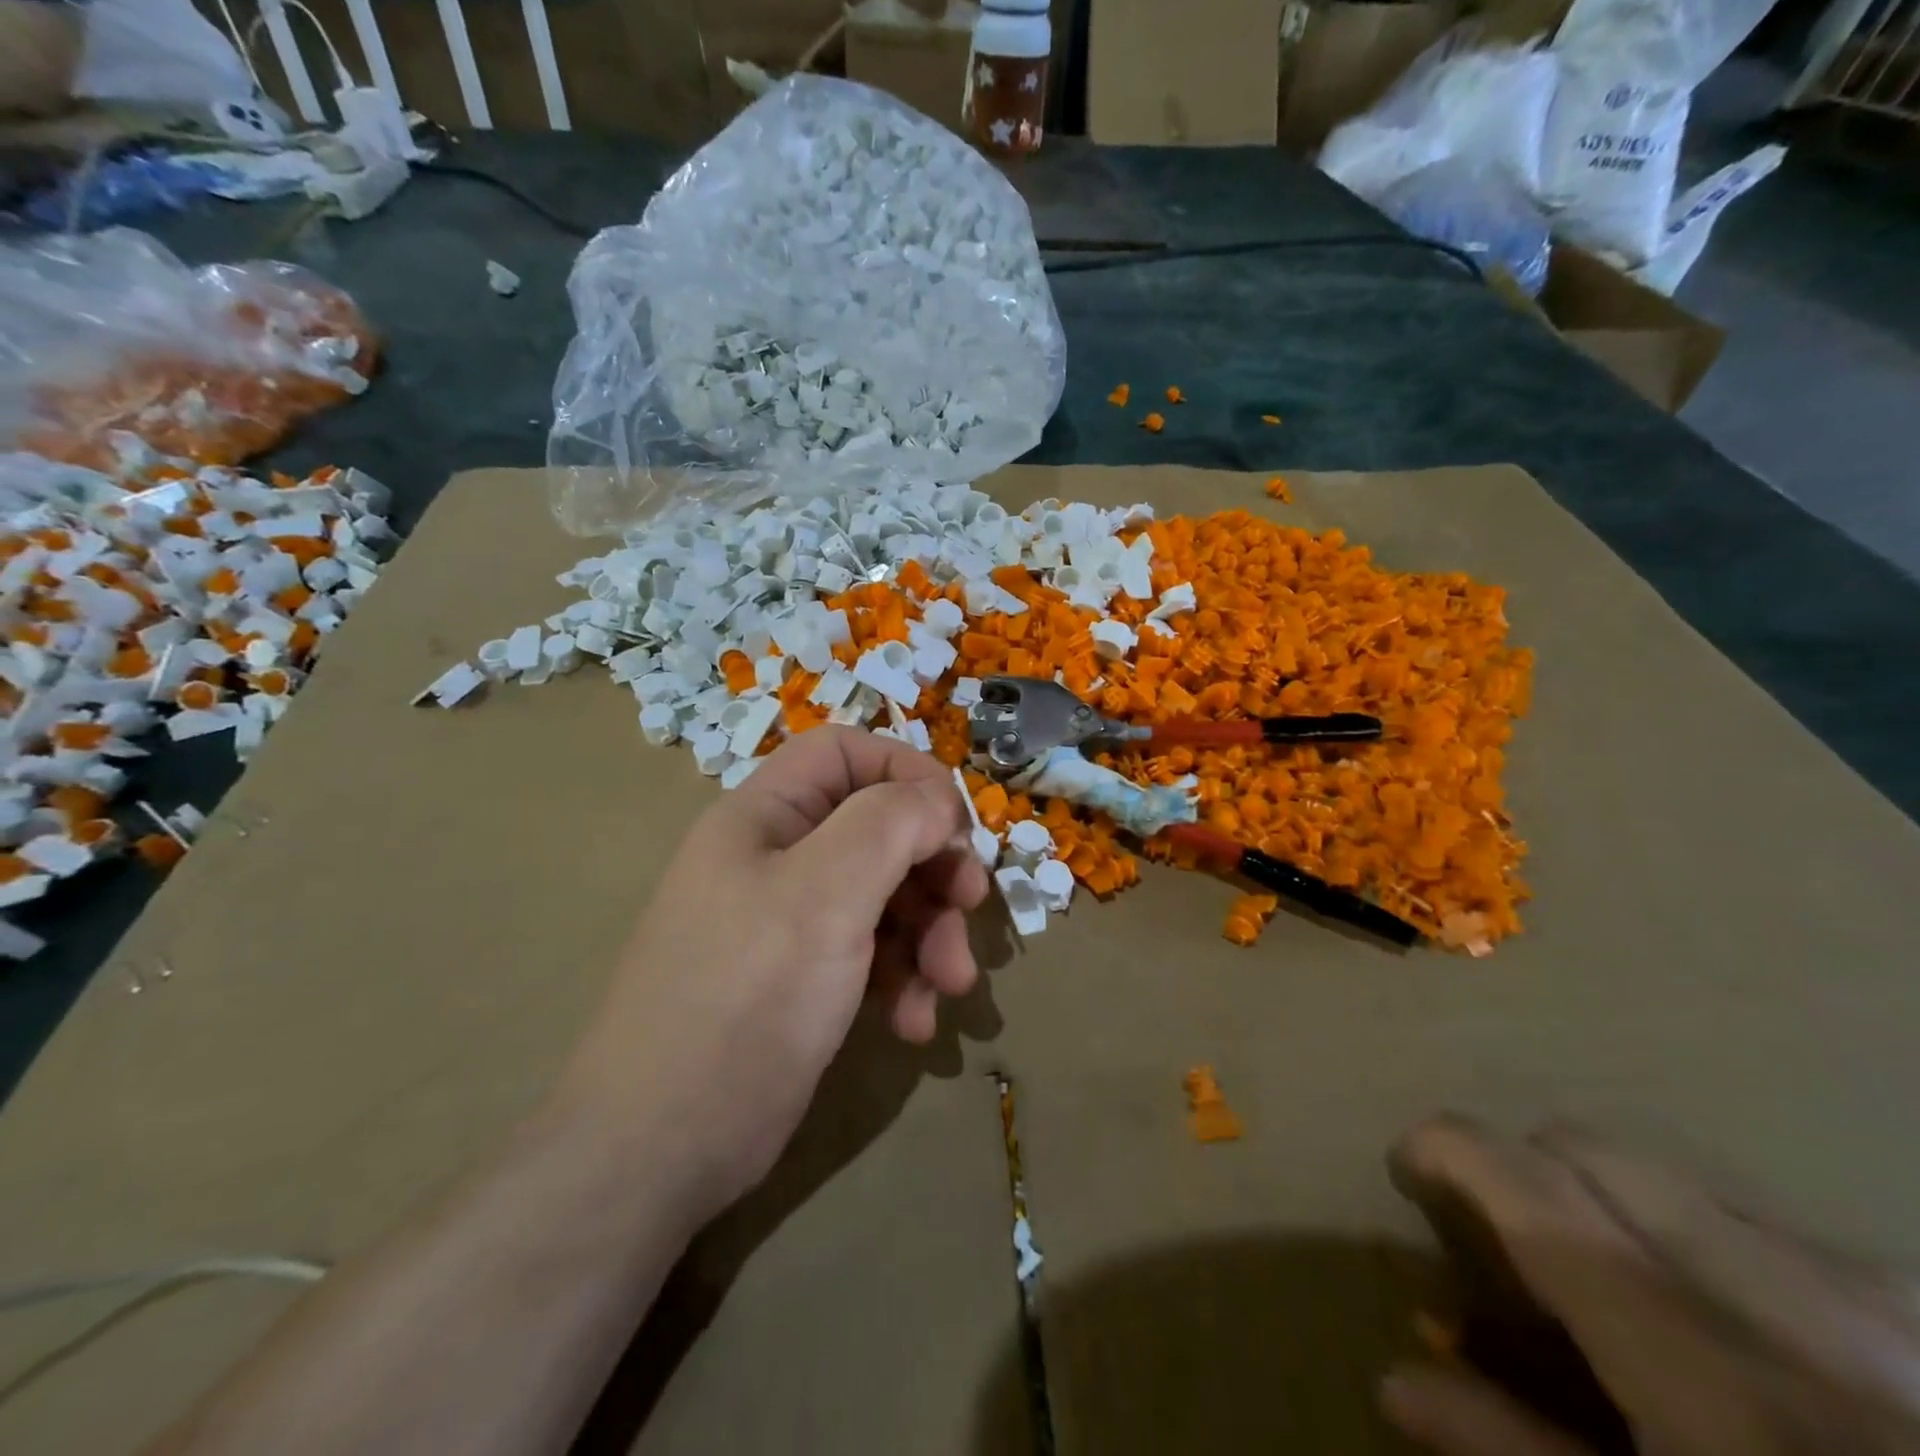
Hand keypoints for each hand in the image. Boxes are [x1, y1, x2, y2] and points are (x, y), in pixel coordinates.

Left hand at [551, 727, 989, 1225]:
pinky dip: (902, 980)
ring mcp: (787, 923)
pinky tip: (914, 1024)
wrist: (658, 1149)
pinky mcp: (800, 979)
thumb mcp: (825, 895)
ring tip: (950, 987)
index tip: (956, 824)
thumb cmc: (745, 1000)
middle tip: (971, 907)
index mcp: (764, 817)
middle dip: (932, 868)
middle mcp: (775, 859)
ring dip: (928, 935)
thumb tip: (937, 801)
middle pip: (876, 828)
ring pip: (883, 896)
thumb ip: (888, 825)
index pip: (844, 753)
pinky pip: (869, 954)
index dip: (906, 772)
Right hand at [1381, 1116, 1919, 1455]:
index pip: (1525, 1180)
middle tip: (1504, 1243)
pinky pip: (1779, 1231)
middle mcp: (1784, 1297)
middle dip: (1522, 1171)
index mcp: (1702, 1358)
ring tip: (1620, 1296)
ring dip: (1613, 1208)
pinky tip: (1748, 1339)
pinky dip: (1713, 1247)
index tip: (1406, 1171)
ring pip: (1682, 1182)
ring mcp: (1880, 1304)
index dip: (1444, 1150)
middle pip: (1591, 1150)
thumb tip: (1396, 1379)